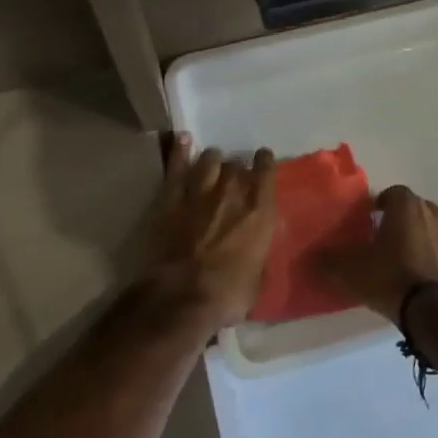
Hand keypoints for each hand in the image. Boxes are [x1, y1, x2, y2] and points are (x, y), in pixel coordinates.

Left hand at [142, 135, 277, 328]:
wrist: (182, 297)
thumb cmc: (228, 295)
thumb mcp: (258, 279)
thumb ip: (259, 253)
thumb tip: (256, 248)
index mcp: (260, 213)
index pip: (266, 173)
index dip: (265, 163)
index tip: (263, 160)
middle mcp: (233, 194)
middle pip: (236, 166)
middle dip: (236, 169)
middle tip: (233, 176)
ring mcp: (200, 192)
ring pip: (209, 160)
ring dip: (213, 160)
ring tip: (211, 162)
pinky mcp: (171, 198)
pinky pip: (177, 167)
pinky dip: (181, 152)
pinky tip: (184, 140)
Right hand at [320, 185, 437, 321]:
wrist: (431, 311)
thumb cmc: (389, 276)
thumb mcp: (350, 269)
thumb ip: (328, 260)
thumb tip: (309, 257)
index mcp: (407, 205)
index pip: (391, 193)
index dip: (378, 205)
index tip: (366, 221)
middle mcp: (433, 213)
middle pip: (412, 210)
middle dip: (397, 220)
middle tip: (380, 239)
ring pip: (428, 230)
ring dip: (415, 239)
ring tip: (398, 260)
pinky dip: (428, 258)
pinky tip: (414, 277)